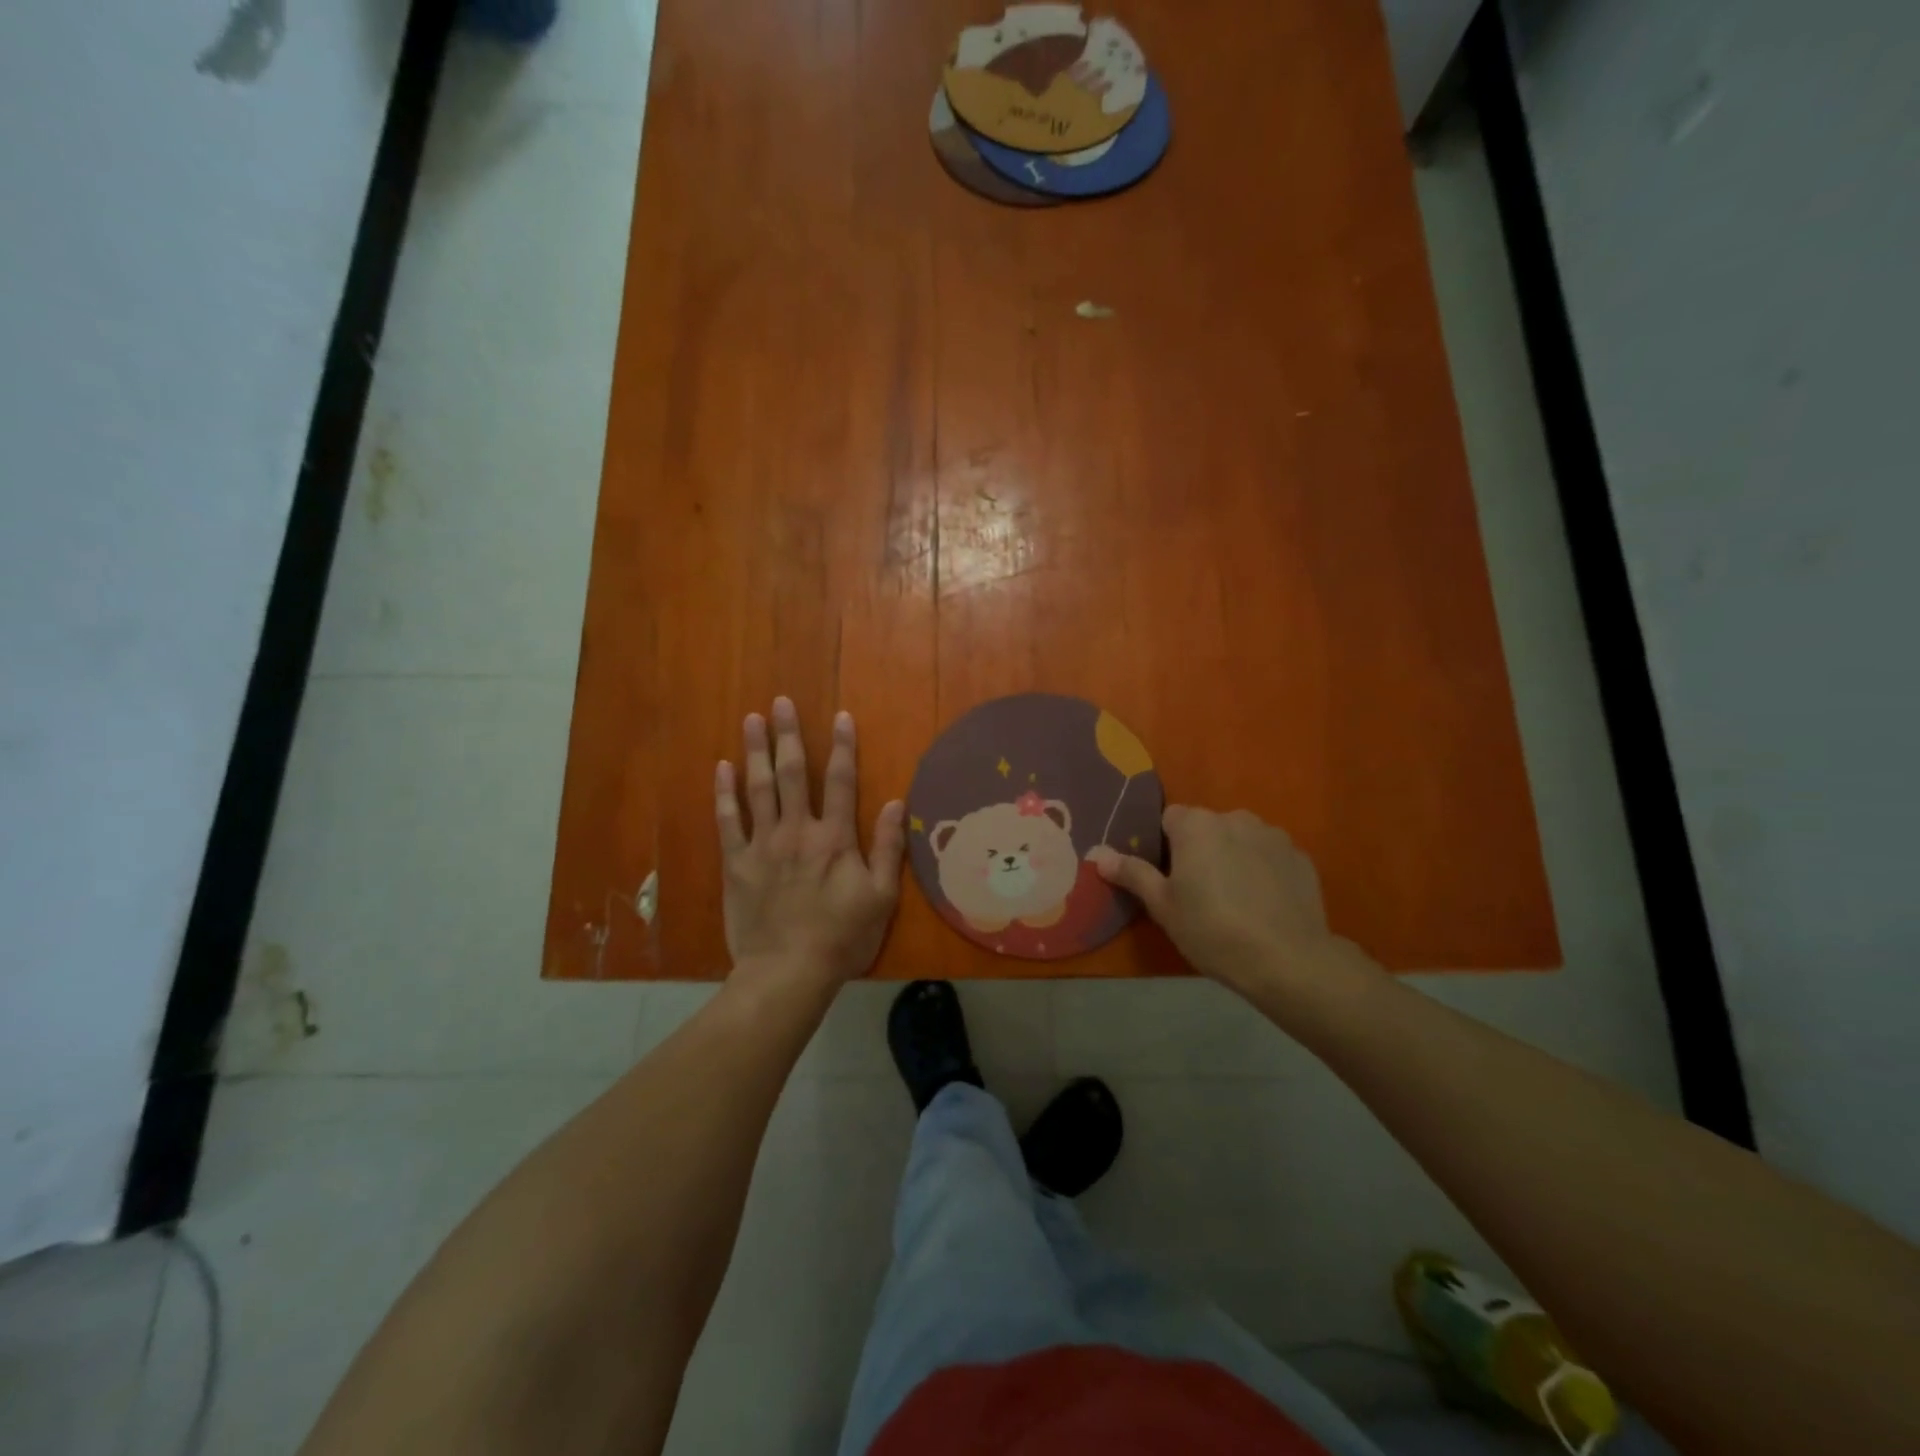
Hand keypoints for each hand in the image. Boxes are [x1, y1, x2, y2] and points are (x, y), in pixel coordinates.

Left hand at [716, 697, 906, 987]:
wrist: (787, 972)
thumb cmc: (842, 937)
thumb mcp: (881, 898)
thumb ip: (888, 848)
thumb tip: (897, 803)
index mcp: (835, 838)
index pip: (842, 781)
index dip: (843, 746)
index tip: (840, 715)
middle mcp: (798, 831)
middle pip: (793, 773)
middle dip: (788, 735)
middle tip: (780, 703)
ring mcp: (763, 845)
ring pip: (758, 788)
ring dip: (755, 751)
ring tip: (750, 720)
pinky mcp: (737, 863)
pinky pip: (728, 821)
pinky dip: (725, 793)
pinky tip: (722, 768)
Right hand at [1089, 806, 1380, 1004]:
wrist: (1288, 960)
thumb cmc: (1213, 930)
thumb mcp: (1163, 906)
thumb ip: (1132, 873)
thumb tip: (1098, 853)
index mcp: (1197, 825)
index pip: (1169, 818)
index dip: (1164, 845)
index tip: (1167, 877)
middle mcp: (1235, 818)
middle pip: (1207, 827)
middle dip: (1200, 851)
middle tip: (1198, 893)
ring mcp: (1273, 835)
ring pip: (1240, 839)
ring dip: (1233, 857)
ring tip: (1235, 900)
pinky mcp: (1301, 857)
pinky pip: (1270, 856)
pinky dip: (1263, 871)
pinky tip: (1263, 905)